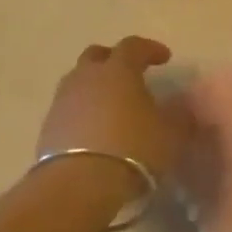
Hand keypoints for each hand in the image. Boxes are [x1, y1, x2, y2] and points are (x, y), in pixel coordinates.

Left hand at [36, 37, 184, 186]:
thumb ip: (180, 116)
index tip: (164, 57)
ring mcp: (63, 101)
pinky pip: (69, 109)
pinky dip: (82, 112)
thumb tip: (182, 106)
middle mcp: (86, 77)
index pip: (133, 46)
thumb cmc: (134, 149)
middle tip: (130, 73)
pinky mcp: (48, 128)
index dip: (150, 49)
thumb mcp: (171, 133)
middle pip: (96, 56)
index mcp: (118, 70)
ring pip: (78, 82)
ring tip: (111, 105)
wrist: (79, 184)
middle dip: (114, 60)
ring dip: (95, 87)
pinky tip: (95, 130)